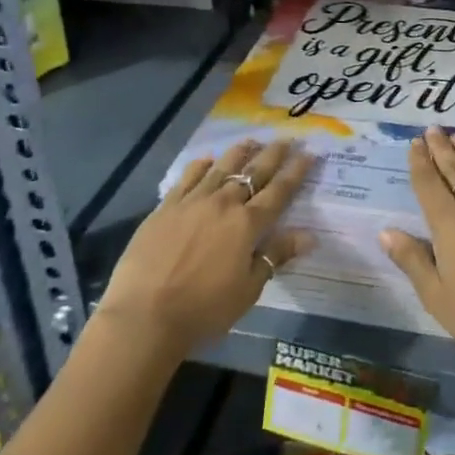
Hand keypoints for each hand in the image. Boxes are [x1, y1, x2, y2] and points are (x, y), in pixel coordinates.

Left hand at [93, 138, 313, 359]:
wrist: (144, 315)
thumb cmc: (203, 310)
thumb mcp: (248, 290)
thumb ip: (276, 256)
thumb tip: (310, 235)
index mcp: (247, 225)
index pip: (279, 192)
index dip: (296, 172)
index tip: (309, 153)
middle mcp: (223, 204)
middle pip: (253, 172)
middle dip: (273, 154)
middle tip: (286, 138)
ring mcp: (192, 201)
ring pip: (221, 168)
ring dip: (239, 152)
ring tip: (251, 140)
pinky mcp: (166, 207)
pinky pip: (187, 177)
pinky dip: (200, 166)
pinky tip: (207, 160)